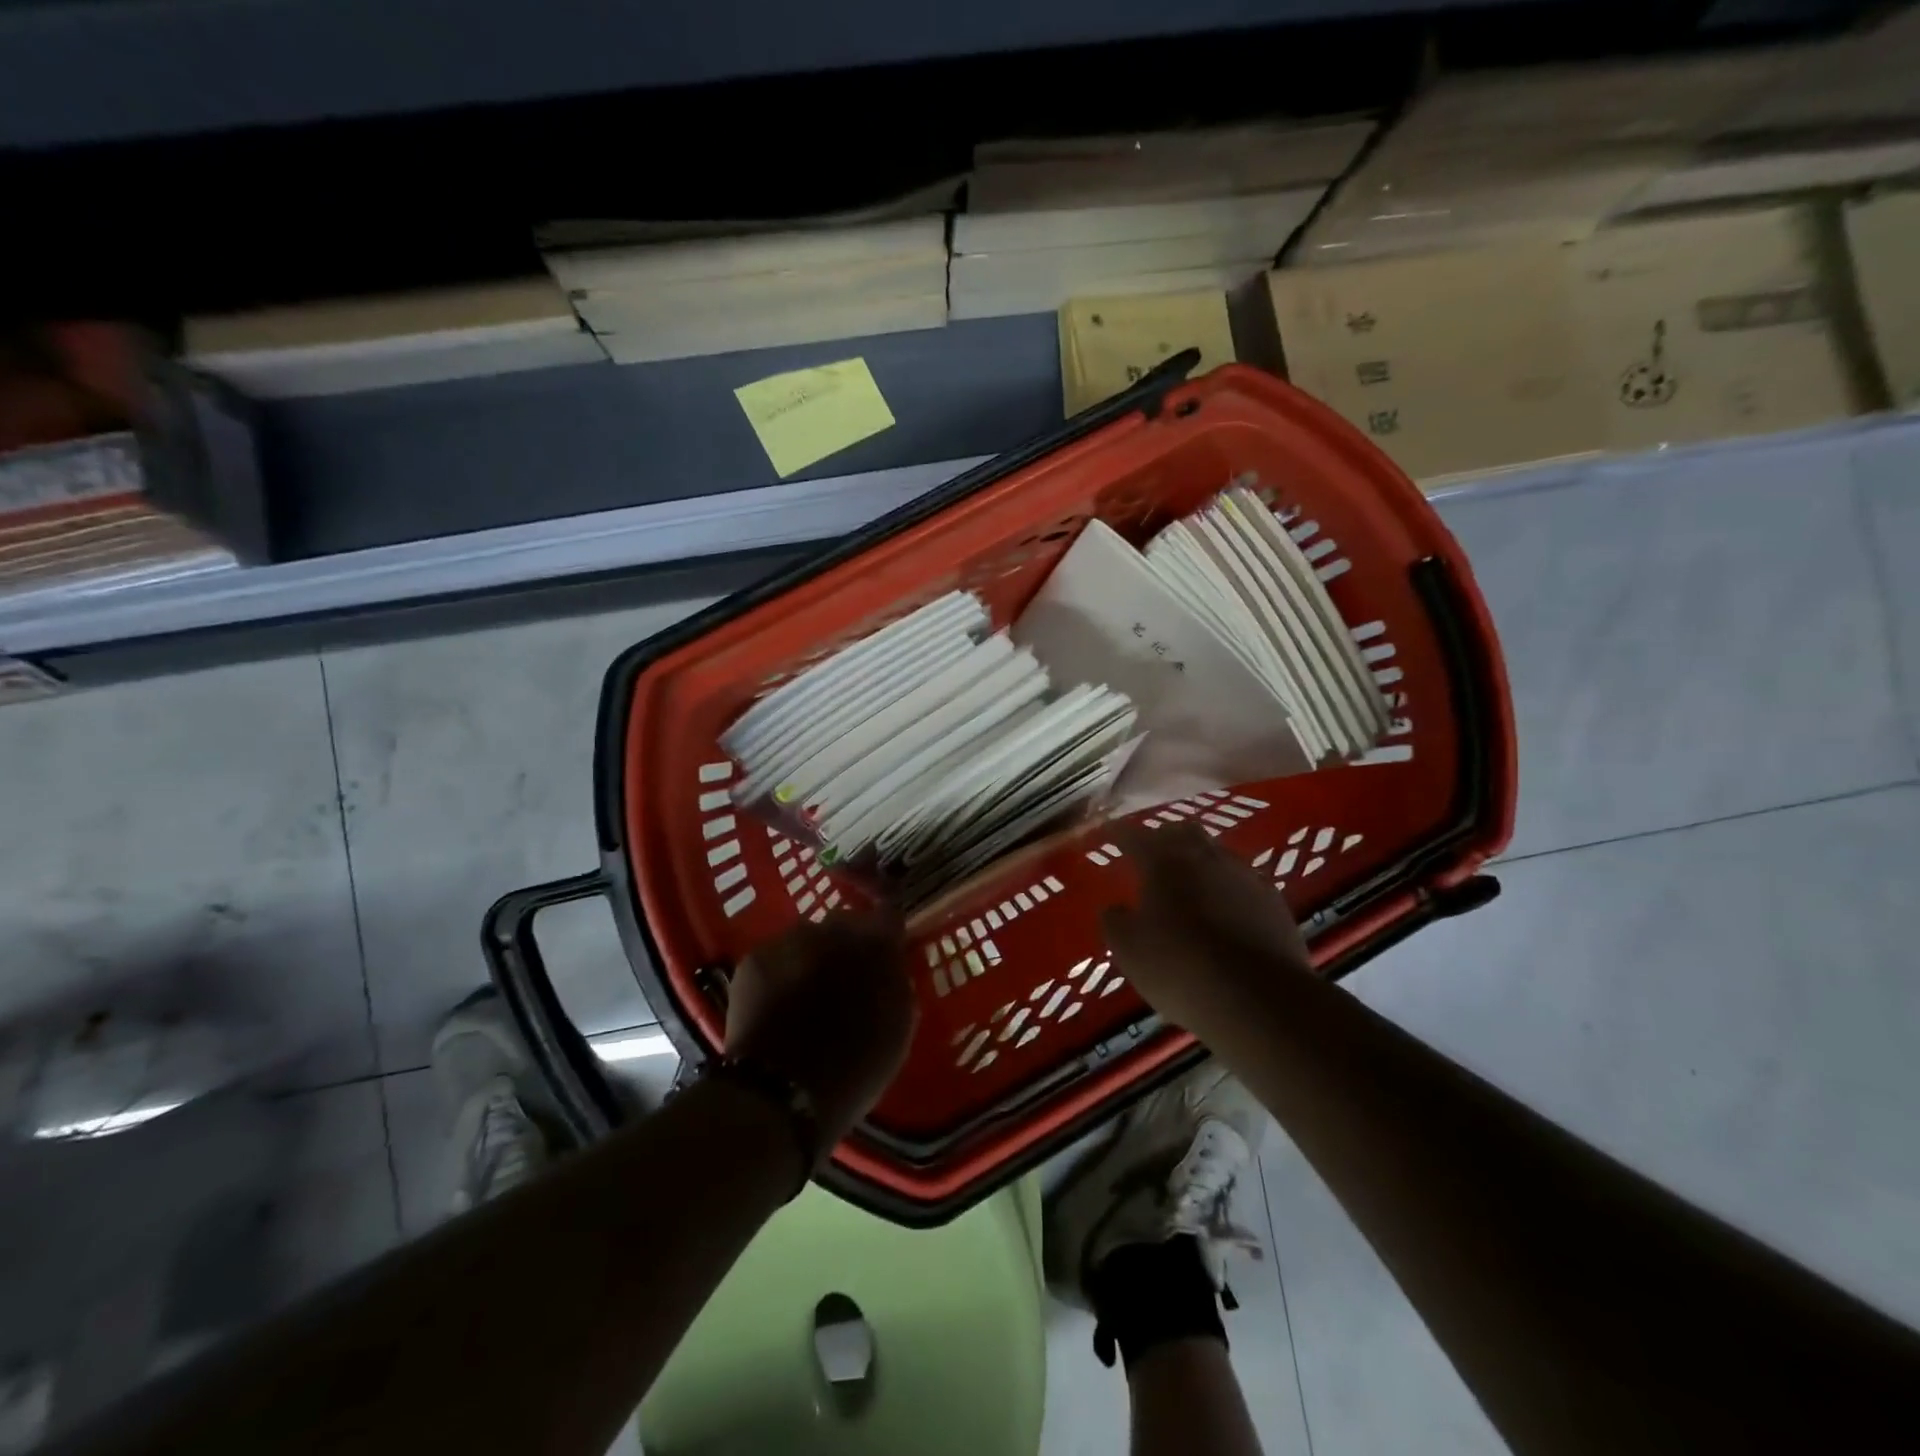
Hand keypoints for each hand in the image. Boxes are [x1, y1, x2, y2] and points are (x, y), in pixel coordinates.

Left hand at [726, 909, 916, 1147]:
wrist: (780, 1094)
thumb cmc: (855, 1069)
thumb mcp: (898, 1029)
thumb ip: (896, 984)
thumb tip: (889, 967)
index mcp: (876, 945)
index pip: (889, 918)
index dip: (886, 938)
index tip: (884, 958)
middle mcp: (833, 928)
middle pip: (846, 924)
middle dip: (847, 946)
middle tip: (844, 984)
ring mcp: (790, 940)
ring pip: (807, 939)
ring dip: (811, 958)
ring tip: (805, 998)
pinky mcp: (754, 958)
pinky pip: (776, 957)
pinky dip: (780, 974)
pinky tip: (777, 1007)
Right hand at [1100, 822, 1313, 1036]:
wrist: (1258, 997)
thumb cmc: (1179, 966)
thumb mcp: (1128, 950)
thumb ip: (1115, 922)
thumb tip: (1115, 909)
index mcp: (1163, 862)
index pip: (1134, 836)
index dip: (1119, 833)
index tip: (1109, 833)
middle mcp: (1205, 857)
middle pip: (1183, 832)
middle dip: (1165, 838)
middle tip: (1153, 854)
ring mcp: (1245, 876)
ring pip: (1217, 854)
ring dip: (1201, 861)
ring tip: (1191, 882)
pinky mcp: (1274, 901)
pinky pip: (1244, 882)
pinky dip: (1229, 888)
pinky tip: (1227, 909)